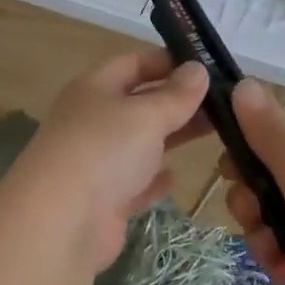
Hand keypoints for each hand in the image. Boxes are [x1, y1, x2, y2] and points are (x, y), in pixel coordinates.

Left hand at [10, 51, 211, 269]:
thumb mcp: (146, 115)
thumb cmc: (104, 151)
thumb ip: (176, 95)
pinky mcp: (103, 200)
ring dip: (171, 136)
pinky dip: (153, 178)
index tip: (206, 67)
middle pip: (139, 103)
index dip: (167, 61)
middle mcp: (92, 120)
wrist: (60, 222)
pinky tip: (175, 177)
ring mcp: (96, 161)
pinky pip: (134, 182)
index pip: (133, 63)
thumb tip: (197, 69)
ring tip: (214, 132)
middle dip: (177, 101)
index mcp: (94, 88)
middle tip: (223, 102)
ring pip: (140, 142)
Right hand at [225, 80, 284, 284]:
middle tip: (249, 217)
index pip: (284, 146)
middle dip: (254, 204)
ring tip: (273, 254)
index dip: (251, 156)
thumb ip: (267, 130)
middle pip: (278, 187)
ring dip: (266, 238)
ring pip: (283, 226)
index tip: (226, 172)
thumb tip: (244, 82)